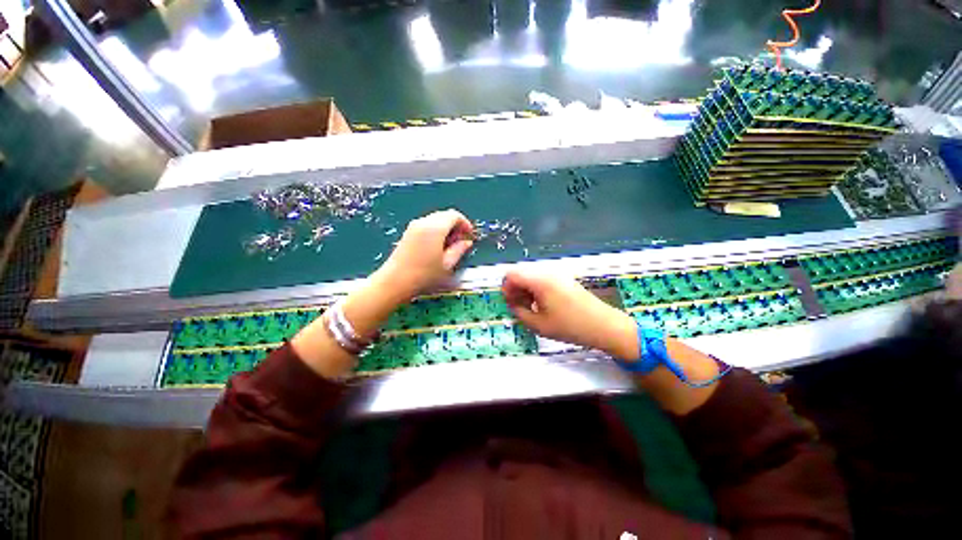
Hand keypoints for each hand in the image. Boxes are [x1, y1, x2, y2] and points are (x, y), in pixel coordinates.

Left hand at [375, 209, 474, 301]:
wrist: (395, 281)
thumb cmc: (424, 275)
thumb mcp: (447, 264)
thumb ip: (459, 250)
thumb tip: (467, 243)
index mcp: (435, 228)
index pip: (454, 215)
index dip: (465, 223)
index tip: (469, 235)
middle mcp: (423, 222)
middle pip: (444, 215)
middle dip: (456, 225)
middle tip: (461, 241)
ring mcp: (414, 226)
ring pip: (435, 219)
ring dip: (446, 228)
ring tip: (449, 246)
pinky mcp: (408, 233)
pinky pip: (426, 224)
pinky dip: (436, 230)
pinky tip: (437, 246)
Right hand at [501, 270, 638, 359]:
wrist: (603, 325)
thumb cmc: (569, 326)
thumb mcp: (538, 324)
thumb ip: (519, 312)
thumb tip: (512, 303)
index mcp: (539, 281)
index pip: (512, 275)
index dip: (506, 288)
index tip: (508, 303)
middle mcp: (547, 273)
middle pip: (522, 274)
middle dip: (515, 289)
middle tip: (518, 307)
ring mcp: (558, 276)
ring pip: (532, 277)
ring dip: (526, 290)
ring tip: (531, 308)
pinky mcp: (565, 280)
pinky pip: (543, 280)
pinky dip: (537, 290)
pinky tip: (543, 306)